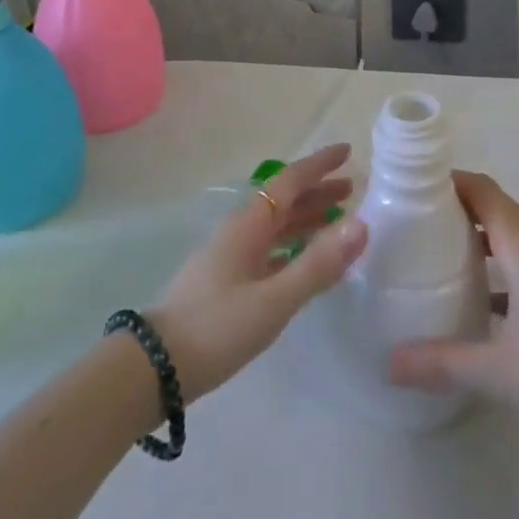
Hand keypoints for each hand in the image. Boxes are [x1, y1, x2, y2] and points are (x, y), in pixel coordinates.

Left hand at [149, 143, 368, 400]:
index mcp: (248, 225)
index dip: (318, 166)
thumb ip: (317, 265)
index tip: (347, 151)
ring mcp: (231, 256)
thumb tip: (362, 224)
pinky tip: (305, 260)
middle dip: (317, 192)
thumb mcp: (273, 300)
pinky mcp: (227, 282)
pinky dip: (293, 246)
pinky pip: (270, 249)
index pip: (289, 182)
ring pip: (276, 226)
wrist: (156, 368)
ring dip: (306, 218)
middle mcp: (240, 231)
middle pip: (283, 201)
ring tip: (337, 220)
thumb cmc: (216, 327)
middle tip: (351, 189)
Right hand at [387, 170, 518, 429]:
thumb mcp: (500, 370)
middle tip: (413, 222)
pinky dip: (498, 261)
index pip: (481, 189)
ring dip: (477, 234)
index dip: (448, 181)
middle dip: (455, 207)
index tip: (411, 187)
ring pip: (510, 233)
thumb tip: (388, 363)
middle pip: (493, 206)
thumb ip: (442, 363)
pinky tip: (480, 297)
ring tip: (438, 253)